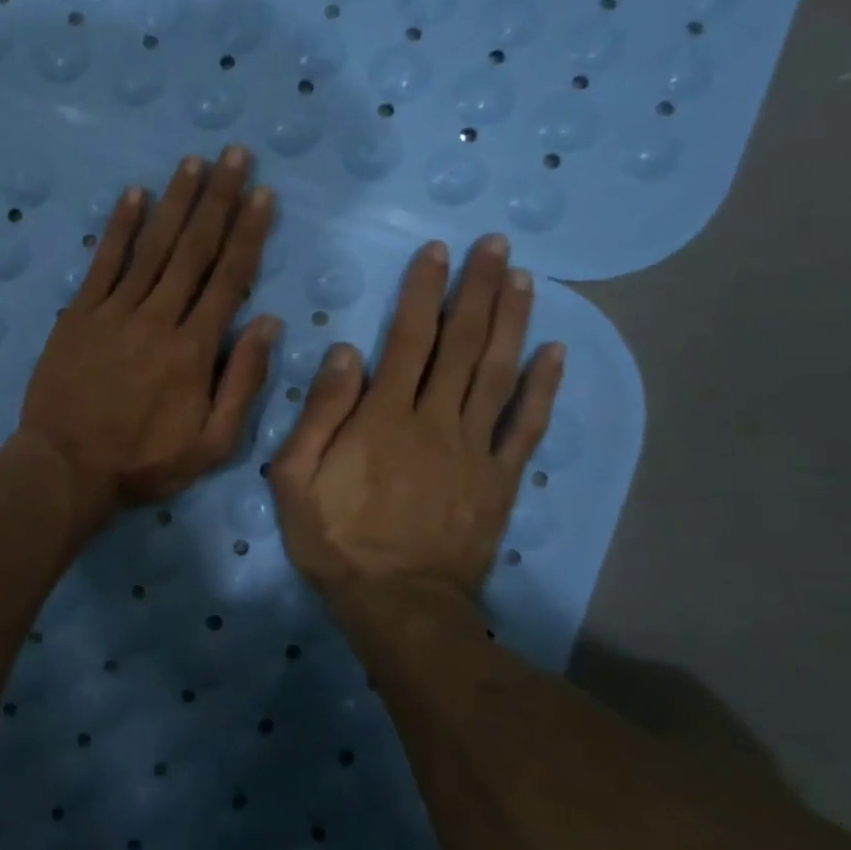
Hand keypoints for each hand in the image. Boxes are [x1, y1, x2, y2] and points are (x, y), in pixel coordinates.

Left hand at [18, 146, 277, 518]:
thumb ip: (243, 382)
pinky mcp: (79, 315)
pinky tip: (133, 195)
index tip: (263, 193)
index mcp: (195, 349)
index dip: (249, 232)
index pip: (229, 278)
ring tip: (194, 162)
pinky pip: (103, 263)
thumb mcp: (212, 443)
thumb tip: (268, 322)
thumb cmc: (144, 462)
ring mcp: (114, 312)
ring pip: (152, 247)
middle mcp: (158, 318)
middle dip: (218, 199)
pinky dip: (119, 227)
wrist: (67, 467)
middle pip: (194, 249)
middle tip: (235, 155)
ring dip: (175, 201)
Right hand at [271, 236, 563, 629]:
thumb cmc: (336, 540)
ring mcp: (475, 448)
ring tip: (524, 278)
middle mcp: (436, 420)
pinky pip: (527, 426)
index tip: (437, 252)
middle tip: (496, 244)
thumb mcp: (295, 479)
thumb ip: (319, 413)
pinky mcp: (500, 479)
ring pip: (498, 372)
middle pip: (462, 344)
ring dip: (513, 321)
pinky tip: (555, 352)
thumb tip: (345, 352)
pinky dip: (543, 387)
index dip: (423, 291)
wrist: (398, 605)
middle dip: (478, 289)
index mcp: (384, 417)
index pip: (409, 339)